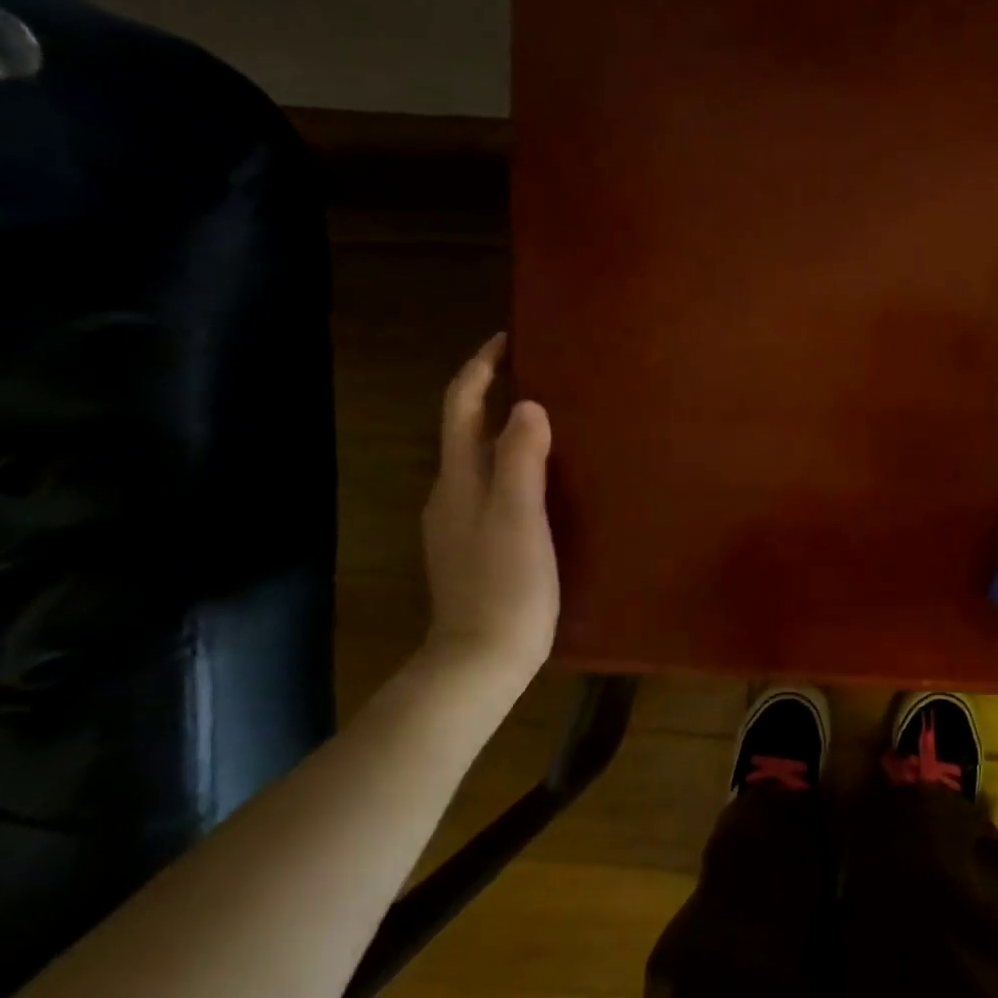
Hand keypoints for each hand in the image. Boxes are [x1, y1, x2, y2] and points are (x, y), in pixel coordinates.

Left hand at [420, 334, 559, 686]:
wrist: (481, 658)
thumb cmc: (507, 585)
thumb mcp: (519, 516)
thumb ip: (520, 458)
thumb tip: (527, 405)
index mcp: (459, 480)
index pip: (461, 407)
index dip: (480, 368)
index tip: (508, 338)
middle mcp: (451, 494)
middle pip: (465, 429)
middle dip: (492, 393)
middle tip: (537, 374)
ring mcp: (460, 524)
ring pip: (478, 460)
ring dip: (503, 430)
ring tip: (547, 419)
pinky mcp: (476, 547)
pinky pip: (491, 488)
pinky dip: (511, 465)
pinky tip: (542, 479)